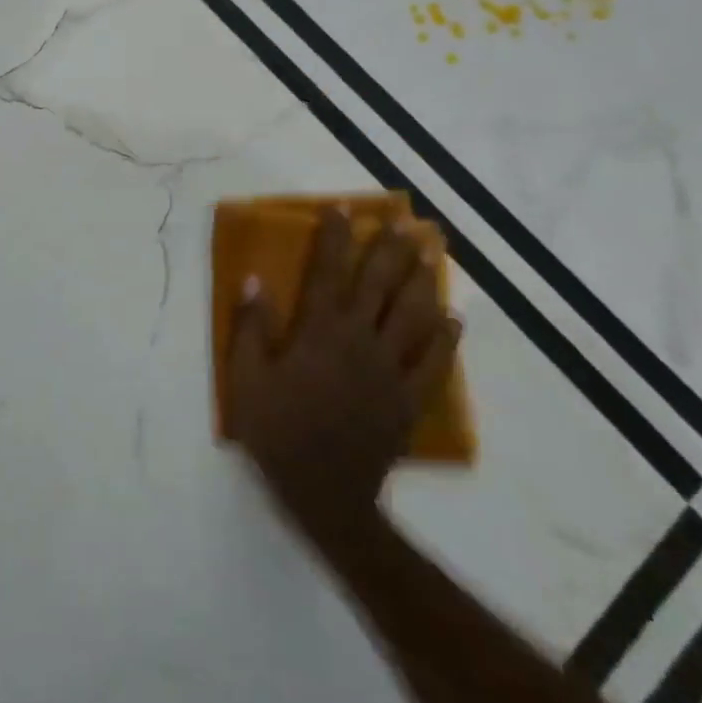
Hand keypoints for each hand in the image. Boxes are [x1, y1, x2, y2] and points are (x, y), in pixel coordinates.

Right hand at [229, 210, 460, 540]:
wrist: (325, 493)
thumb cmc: (278, 431)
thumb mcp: (247, 378)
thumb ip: (252, 327)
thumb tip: (254, 279)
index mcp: (319, 332)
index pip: (328, 273)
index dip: (336, 238)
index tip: (344, 209)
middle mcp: (359, 340)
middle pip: (379, 285)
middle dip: (391, 250)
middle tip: (407, 221)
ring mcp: (390, 369)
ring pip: (411, 315)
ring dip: (422, 280)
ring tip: (433, 252)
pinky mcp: (408, 399)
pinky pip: (433, 362)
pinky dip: (446, 338)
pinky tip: (454, 318)